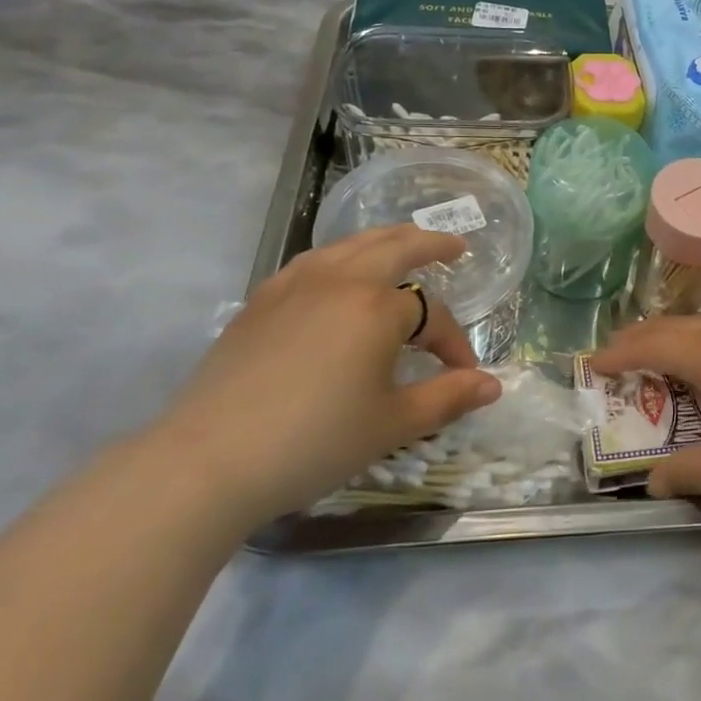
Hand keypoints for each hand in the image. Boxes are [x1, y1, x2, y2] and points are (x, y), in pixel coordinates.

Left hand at [155, 226, 501, 525]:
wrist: (207, 460)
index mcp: (377, 307)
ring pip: (352, 244)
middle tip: (454, 247)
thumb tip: (493, 385)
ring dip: (386, 240)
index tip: (463, 375)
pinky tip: (339, 274)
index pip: (431, 316)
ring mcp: (295, 283)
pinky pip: (314, 260)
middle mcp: (341, 279)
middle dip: (431, 244)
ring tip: (402, 246)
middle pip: (395, 246)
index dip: (453, 344)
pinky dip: (342, 255)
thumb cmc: (313, 442)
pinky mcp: (262, 298)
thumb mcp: (391, 425)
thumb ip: (447, 398)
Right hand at [590, 311, 700, 498]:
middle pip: (671, 326)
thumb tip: (651, 483)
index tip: (591, 365)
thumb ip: (687, 473)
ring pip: (699, 322)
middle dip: (638, 338)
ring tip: (658, 351)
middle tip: (615, 355)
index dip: (617, 354)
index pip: (649, 347)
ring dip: (671, 333)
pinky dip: (698, 335)